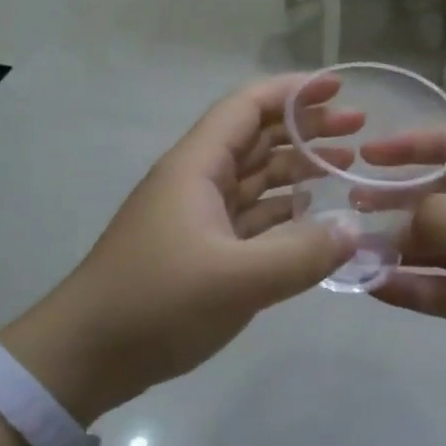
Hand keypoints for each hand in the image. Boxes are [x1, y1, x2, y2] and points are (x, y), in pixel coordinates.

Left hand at [0, 73, 360, 421]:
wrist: (87, 356)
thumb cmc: (156, 303)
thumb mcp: (236, 280)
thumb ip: (301, 254)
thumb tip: (355, 231)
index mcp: (197, 167)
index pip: (247, 107)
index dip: (293, 92)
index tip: (339, 89)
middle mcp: (198, 181)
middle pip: (257, 138)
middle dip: (305, 128)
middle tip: (358, 129)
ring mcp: (199, 217)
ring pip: (257, 178)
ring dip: (299, 169)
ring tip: (347, 167)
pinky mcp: (202, 250)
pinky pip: (253, 217)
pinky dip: (286, 212)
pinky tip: (316, 218)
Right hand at [365, 128, 445, 408]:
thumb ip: (445, 219)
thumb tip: (392, 226)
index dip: (408, 146)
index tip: (364, 154)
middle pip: (430, 198)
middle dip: (389, 200)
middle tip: (344, 209)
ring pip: (426, 248)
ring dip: (389, 248)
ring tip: (346, 252)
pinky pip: (434, 291)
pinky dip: (404, 288)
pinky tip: (371, 286)